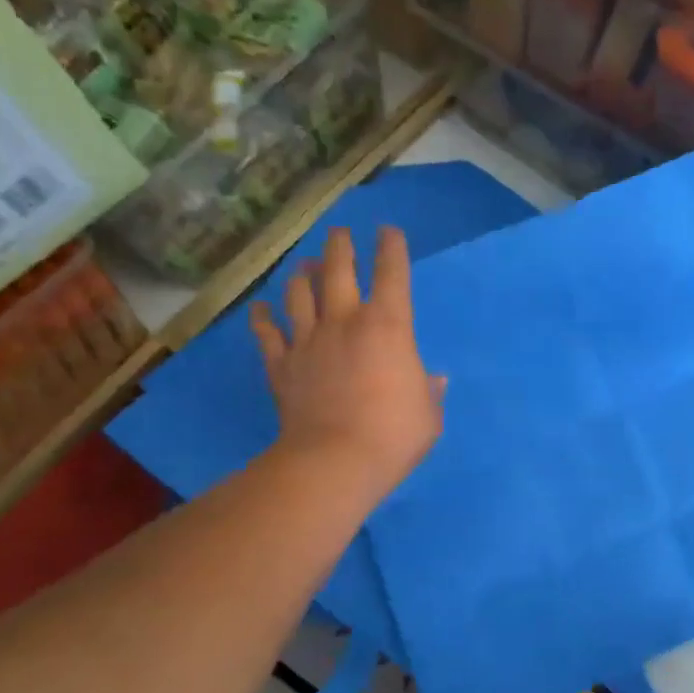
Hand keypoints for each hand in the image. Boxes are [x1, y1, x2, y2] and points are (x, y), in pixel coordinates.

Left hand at [251, 226, 442, 500]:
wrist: (335, 461)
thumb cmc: (393, 434)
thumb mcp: (428, 414)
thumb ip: (429, 391)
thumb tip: (433, 380)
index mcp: (388, 325)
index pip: (391, 273)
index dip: (391, 247)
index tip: (388, 231)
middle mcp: (344, 321)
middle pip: (338, 270)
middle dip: (341, 246)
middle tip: (340, 233)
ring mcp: (308, 341)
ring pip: (298, 294)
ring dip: (302, 275)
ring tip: (305, 266)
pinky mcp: (281, 365)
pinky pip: (267, 333)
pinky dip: (262, 318)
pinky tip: (260, 308)